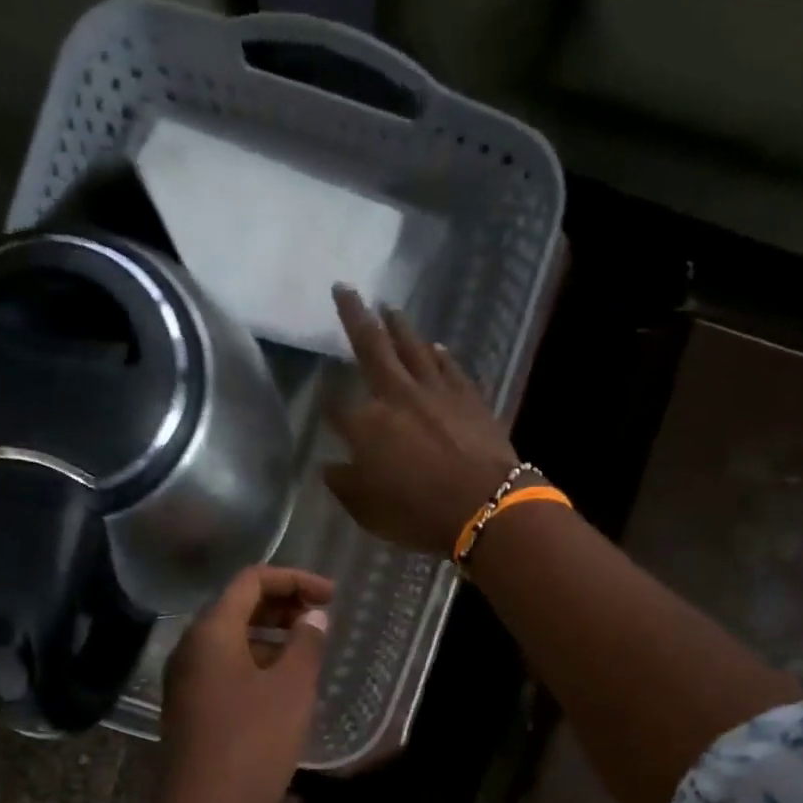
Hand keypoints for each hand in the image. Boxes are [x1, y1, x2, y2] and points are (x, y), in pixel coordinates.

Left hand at [155, 566, 333, 802]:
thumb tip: (313, 617)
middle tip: (321, 618)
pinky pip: (224, 667)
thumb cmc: (253, 743)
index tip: (331, 595)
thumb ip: (306, 643)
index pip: (251, 580)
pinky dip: (255, 661)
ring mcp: (185, 679)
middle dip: (282, 604)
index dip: (294, 579)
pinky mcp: (189, 707)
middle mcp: (190, 647)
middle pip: (237, 606)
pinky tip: (282, 682)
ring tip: (308, 649)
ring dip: (270, 634)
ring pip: (231, 639)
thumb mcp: (291, 689)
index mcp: (211, 631)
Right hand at [324, 285, 518, 557]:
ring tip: (389, 307)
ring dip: (399, 325)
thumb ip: (344, 485)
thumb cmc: (417, 514)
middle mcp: (397, 396)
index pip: (335, 406)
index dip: (325, 399)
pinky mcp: (468, 396)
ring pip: (413, 347)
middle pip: (371, 348)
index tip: (318, 391)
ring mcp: (436, 391)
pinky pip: (449, 366)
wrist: (484, 506)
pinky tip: (435, 346)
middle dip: (354, 317)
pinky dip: (438, 354)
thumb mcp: (368, 511)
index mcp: (366, 426)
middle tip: (345, 288)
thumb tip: (328, 466)